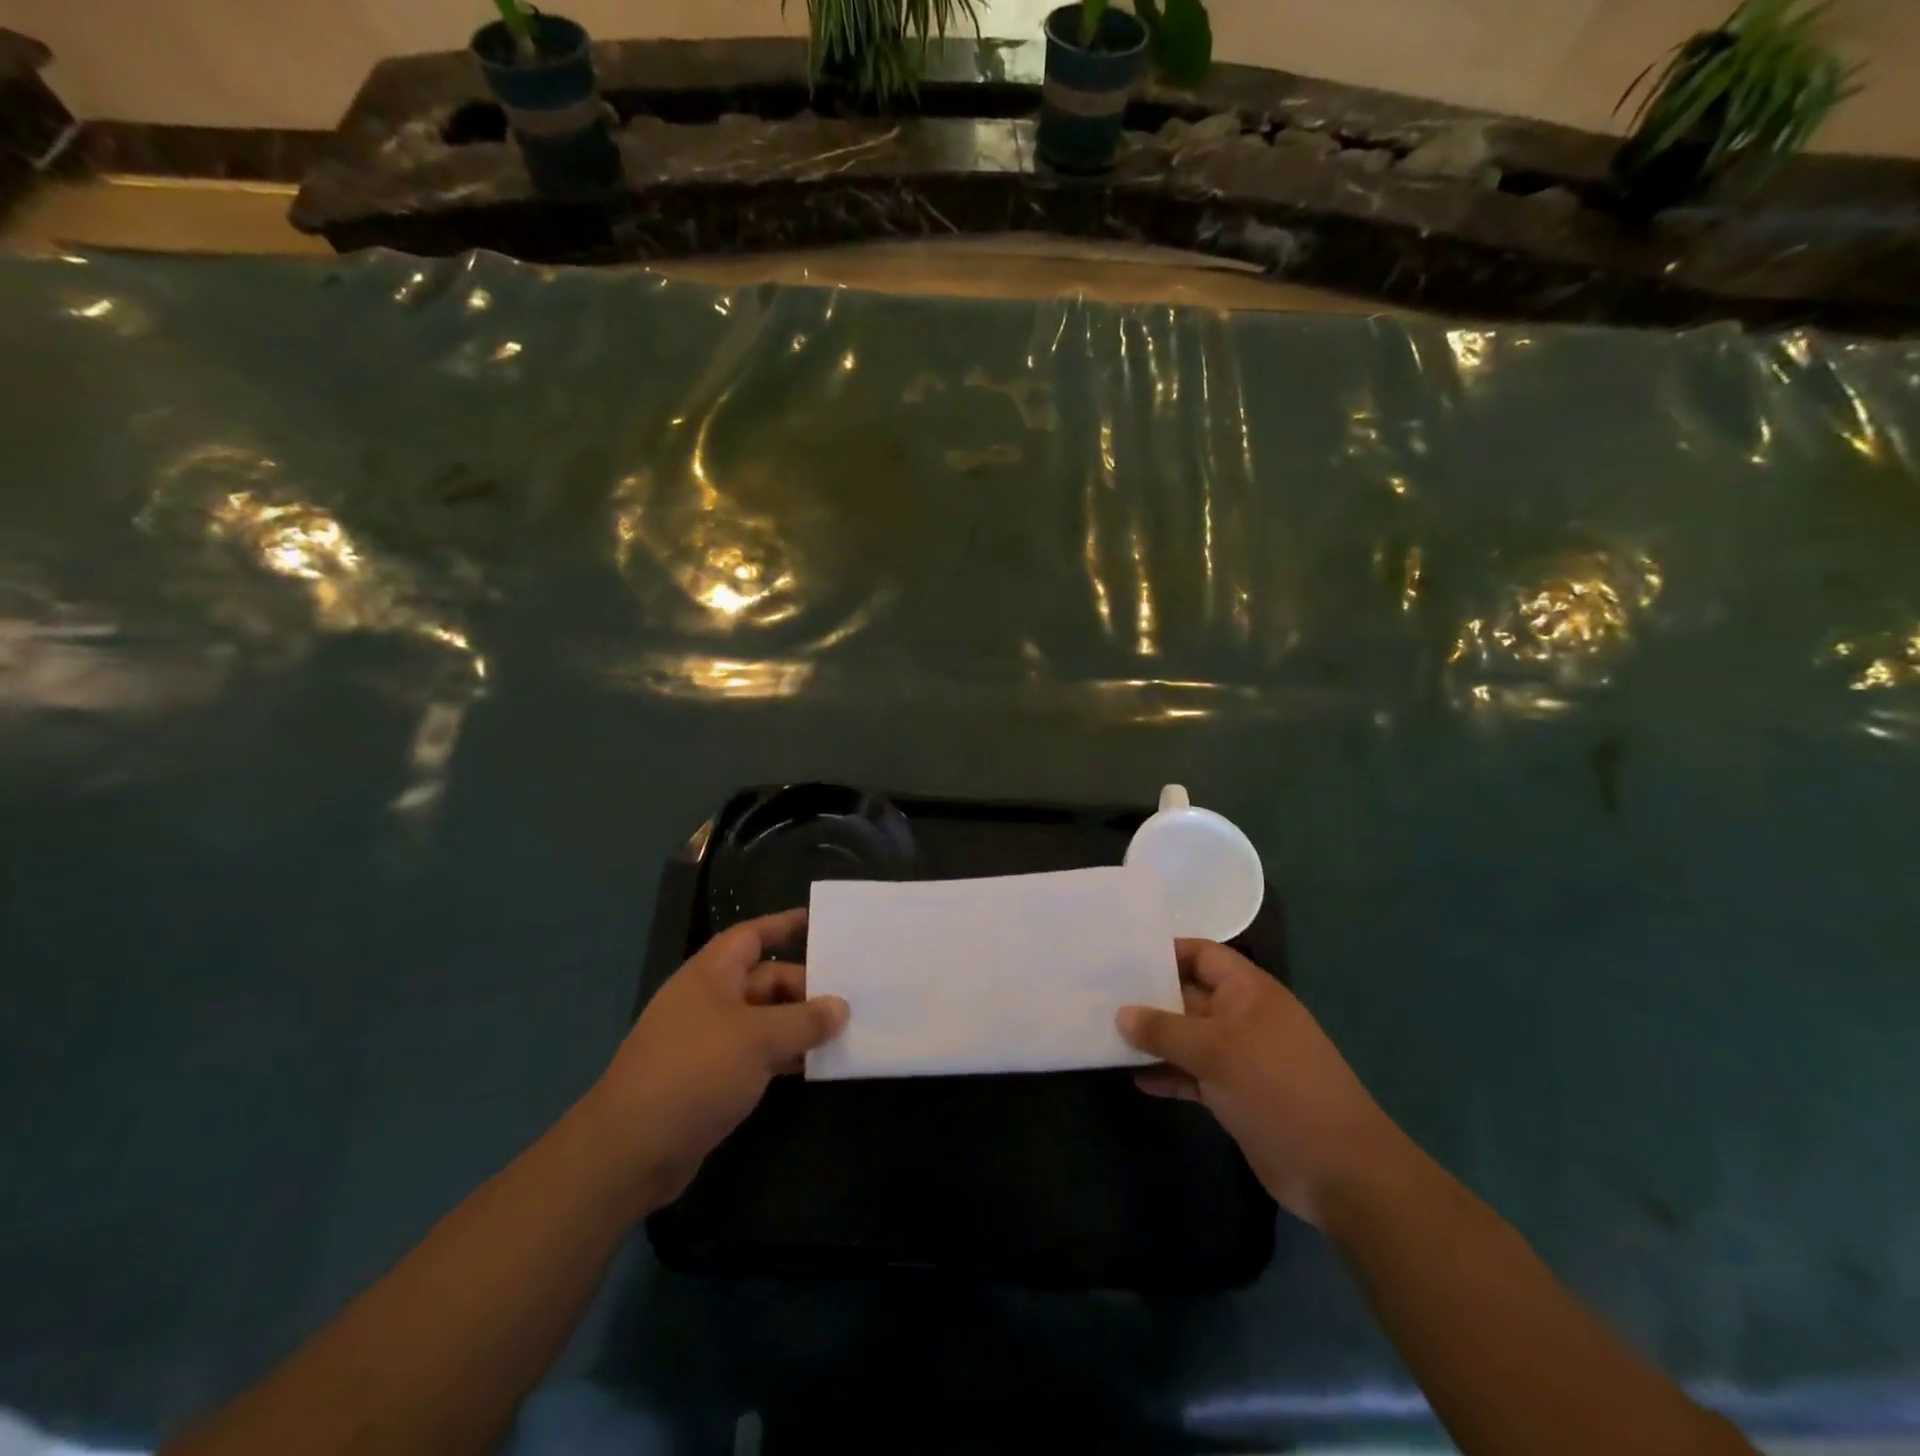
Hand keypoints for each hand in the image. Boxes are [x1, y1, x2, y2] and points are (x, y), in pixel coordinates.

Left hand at [592, 909, 847, 1211]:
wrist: (631, 1150)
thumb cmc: (695, 1072)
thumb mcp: (758, 1039)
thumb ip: (804, 1021)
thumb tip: (842, 1007)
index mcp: (711, 975)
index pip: (751, 936)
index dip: (782, 925)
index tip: (816, 921)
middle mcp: (709, 1001)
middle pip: (764, 981)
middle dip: (804, 987)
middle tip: (848, 996)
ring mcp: (708, 1041)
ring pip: (764, 1020)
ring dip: (798, 1025)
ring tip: (843, 1030)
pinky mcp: (711, 1078)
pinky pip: (756, 1054)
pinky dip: (783, 1055)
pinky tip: (813, 1066)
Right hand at [1117, 940, 1406, 1229]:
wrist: (1339, 1170)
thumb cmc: (1279, 1089)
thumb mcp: (1217, 1051)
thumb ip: (1165, 1030)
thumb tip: (1120, 1014)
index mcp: (1248, 991)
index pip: (1202, 954)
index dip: (1165, 952)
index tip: (1122, 957)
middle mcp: (1242, 1017)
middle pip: (1188, 995)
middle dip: (1149, 997)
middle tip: (1099, 995)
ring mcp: (1240, 1057)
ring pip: (1187, 1037)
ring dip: (1154, 1039)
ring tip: (1106, 1036)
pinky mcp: (1235, 1094)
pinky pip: (1193, 1074)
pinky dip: (1168, 1074)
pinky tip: (1136, 1080)